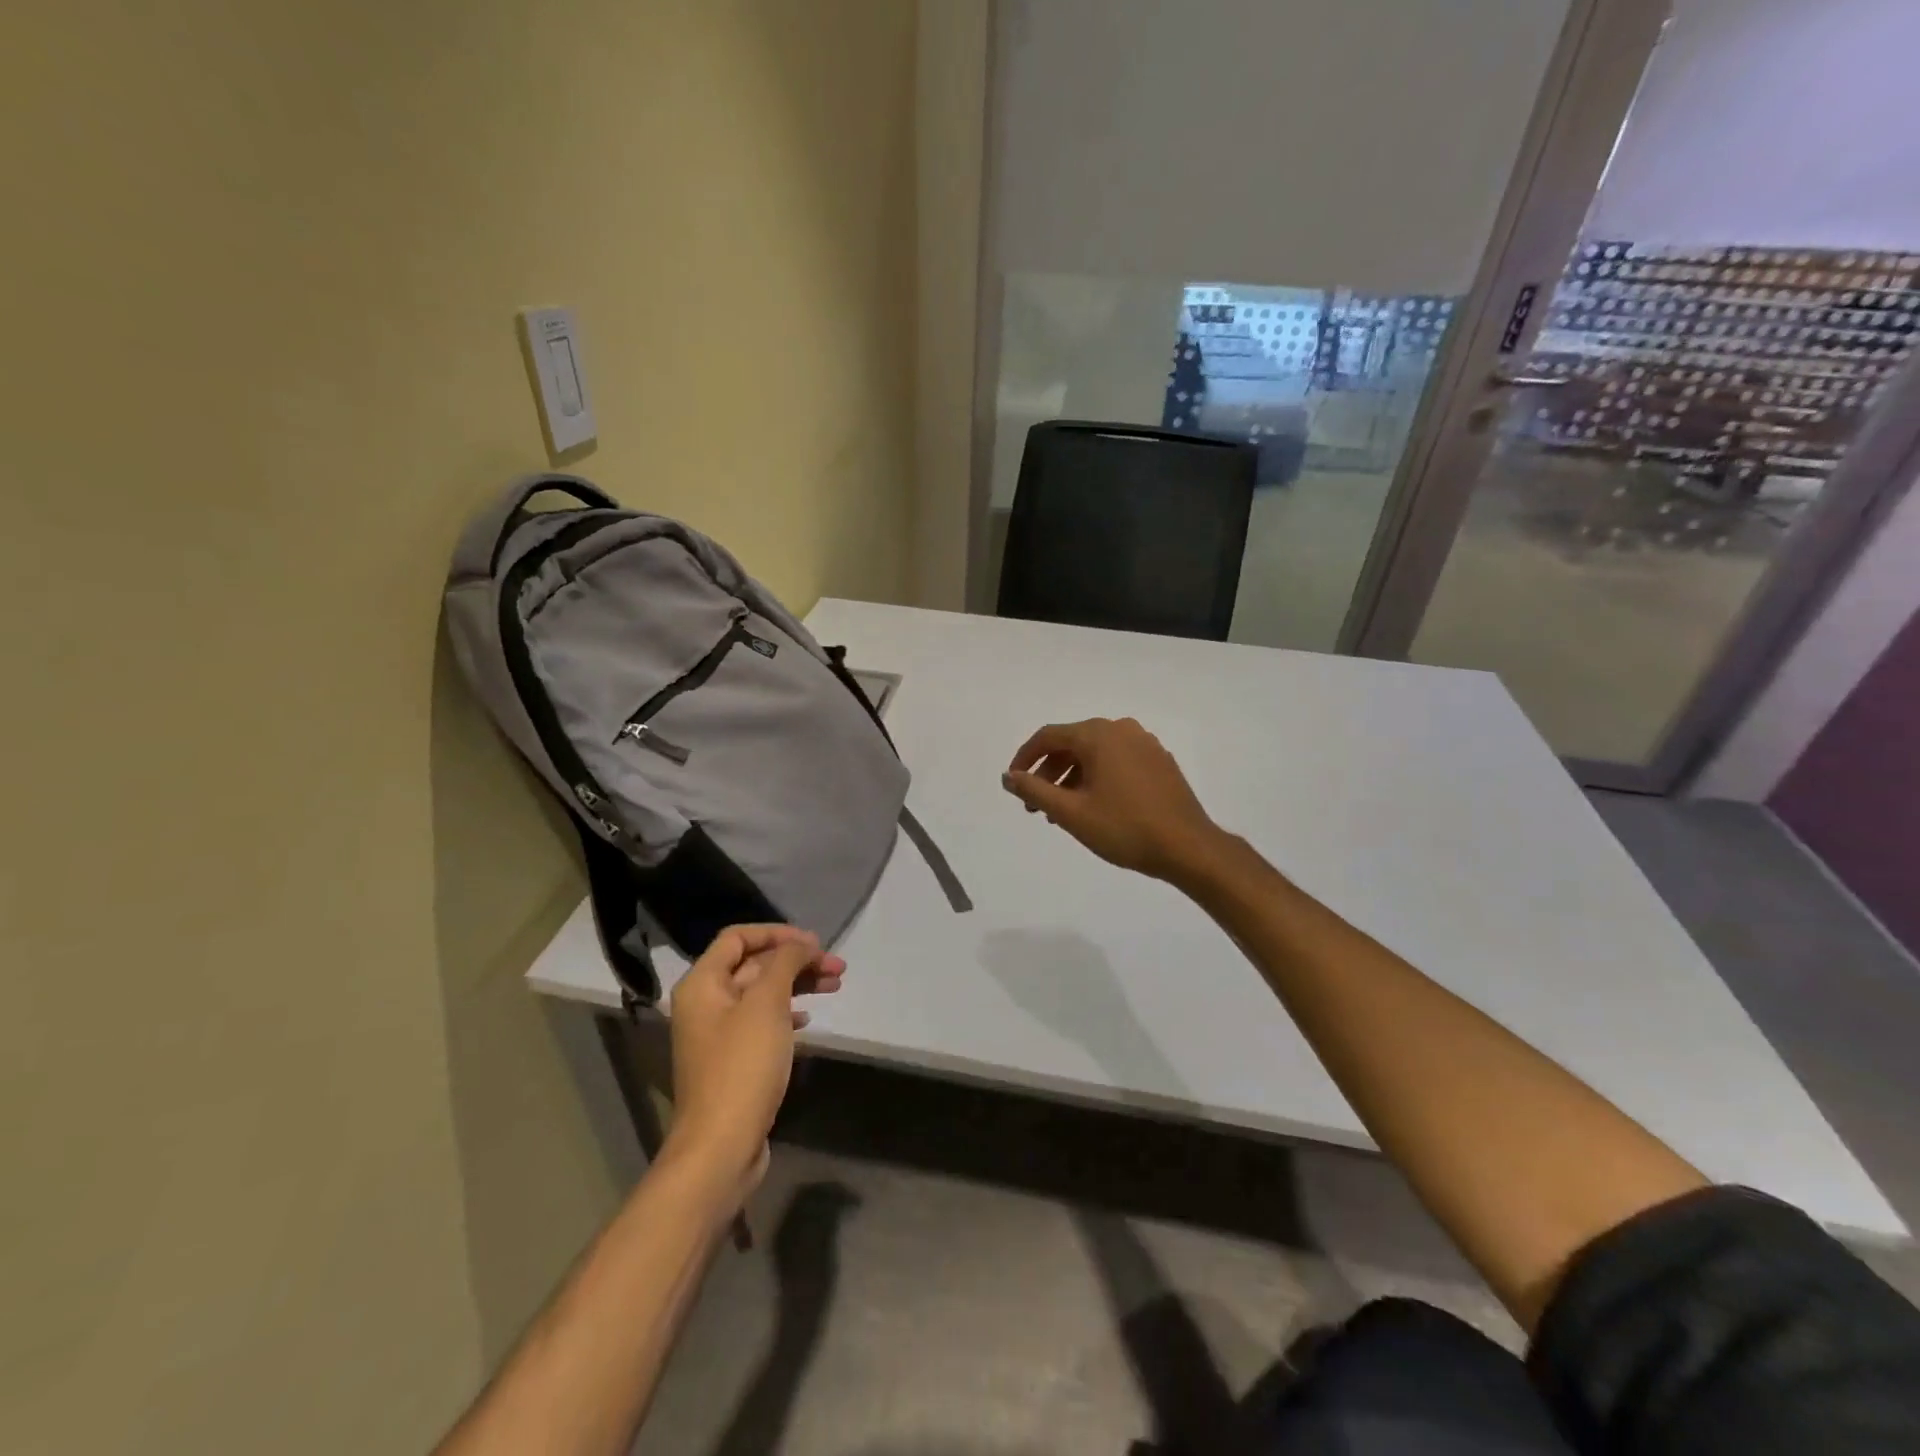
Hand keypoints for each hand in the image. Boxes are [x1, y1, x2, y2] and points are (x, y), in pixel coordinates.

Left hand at [664, 925, 844, 1194]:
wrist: (721, 1147)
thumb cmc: (742, 1066)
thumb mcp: (767, 1004)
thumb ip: (785, 963)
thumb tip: (802, 943)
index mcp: (702, 984)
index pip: (738, 937)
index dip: (777, 933)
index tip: (815, 942)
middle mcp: (705, 1003)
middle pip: (753, 965)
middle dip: (796, 960)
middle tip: (837, 966)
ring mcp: (718, 1034)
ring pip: (762, 993)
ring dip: (798, 984)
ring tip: (835, 985)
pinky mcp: (732, 1061)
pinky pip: (762, 1022)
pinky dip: (787, 1013)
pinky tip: (809, 1020)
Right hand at [1002, 718, 1221, 880]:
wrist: (1188, 847)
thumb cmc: (1124, 828)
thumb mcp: (1070, 813)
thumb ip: (1034, 791)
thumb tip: (1008, 776)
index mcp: (1098, 734)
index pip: (1048, 736)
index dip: (1025, 758)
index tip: (1014, 784)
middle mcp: (1122, 729)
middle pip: (1072, 743)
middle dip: (1049, 773)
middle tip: (1035, 806)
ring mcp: (1145, 744)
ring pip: (1095, 754)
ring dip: (1072, 778)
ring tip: (1062, 812)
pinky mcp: (1160, 761)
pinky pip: (1117, 761)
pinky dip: (1097, 778)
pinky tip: (1095, 807)